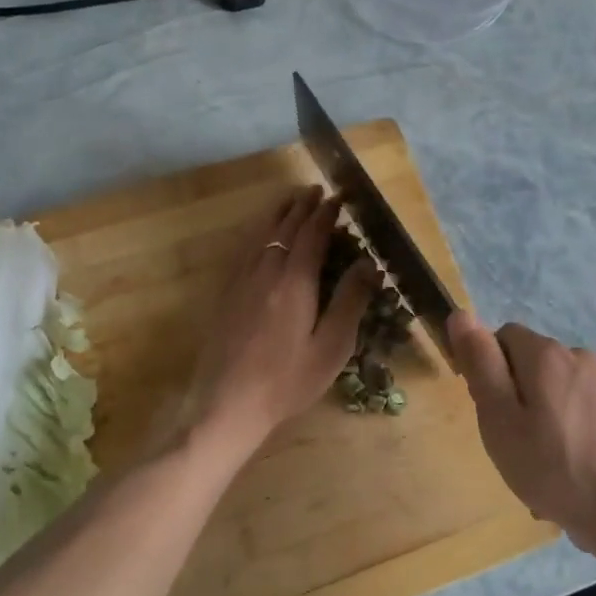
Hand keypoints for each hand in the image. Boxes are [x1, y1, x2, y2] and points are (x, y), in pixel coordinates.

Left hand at [177, 186, 376, 456]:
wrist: (226, 405)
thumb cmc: (287, 381)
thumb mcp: (331, 346)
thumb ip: (350, 301)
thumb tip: (369, 262)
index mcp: (294, 281)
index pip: (312, 234)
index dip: (327, 213)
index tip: (339, 197)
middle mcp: (266, 271)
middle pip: (285, 227)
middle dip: (303, 206)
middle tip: (317, 190)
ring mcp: (241, 281)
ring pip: (260, 234)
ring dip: (278, 213)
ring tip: (291, 200)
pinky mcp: (226, 294)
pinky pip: (244, 249)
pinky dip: (257, 232)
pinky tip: (259, 235)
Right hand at [448, 312, 595, 554]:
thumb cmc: (554, 466)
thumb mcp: (500, 417)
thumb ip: (480, 364)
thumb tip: (461, 314)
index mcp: (545, 352)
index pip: (500, 337)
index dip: (487, 371)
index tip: (490, 412)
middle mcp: (576, 356)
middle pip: (526, 364)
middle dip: (512, 398)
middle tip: (510, 445)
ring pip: (548, 392)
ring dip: (535, 422)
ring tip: (536, 470)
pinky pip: (571, 414)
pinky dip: (561, 437)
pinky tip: (563, 476)